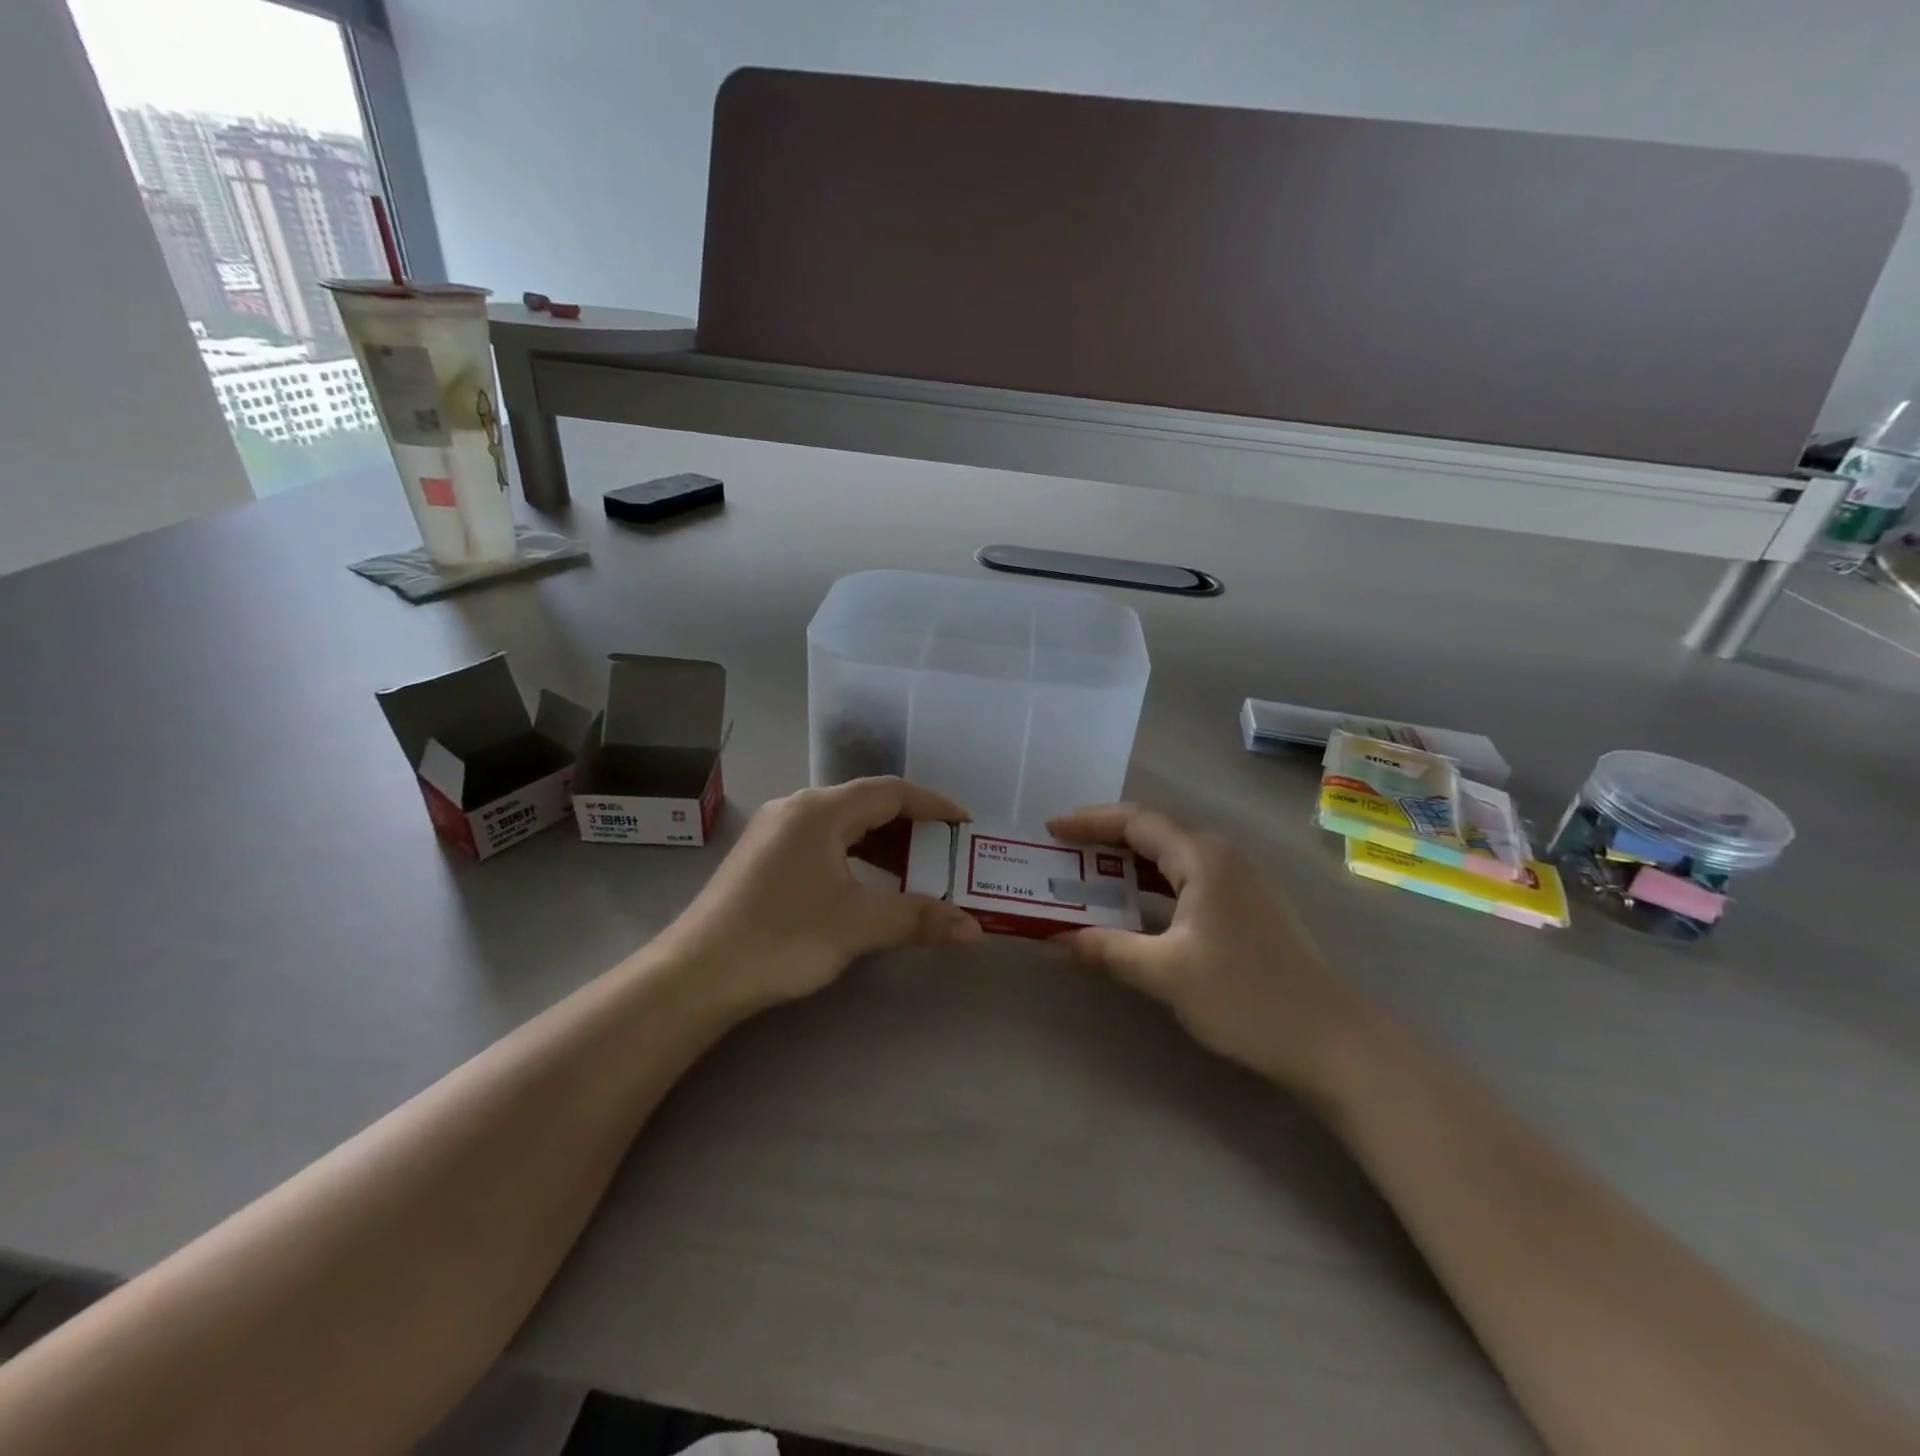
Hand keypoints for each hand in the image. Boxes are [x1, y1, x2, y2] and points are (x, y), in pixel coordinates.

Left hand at [656, 777, 981, 1015]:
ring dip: (883, 846)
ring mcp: (775, 832)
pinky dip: (855, 858)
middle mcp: (797, 808)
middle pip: (867, 805)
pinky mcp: (763, 858)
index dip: (934, 805)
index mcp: (821, 810)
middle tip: (945, 854)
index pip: (891, 792)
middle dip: (911, 829)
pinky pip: (823, 844)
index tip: (966, 825)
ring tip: (915, 873)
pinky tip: (867, 886)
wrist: (697, 974)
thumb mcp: (859, 925)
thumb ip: (919, 918)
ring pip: (843, 827)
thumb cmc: (783, 937)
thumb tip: (975, 930)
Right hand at [1048, 804, 1371, 1092]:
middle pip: (1153, 833)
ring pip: (1171, 858)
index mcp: (1203, 857)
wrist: (1331, 1041)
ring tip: (1086, 876)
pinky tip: (1133, 908)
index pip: (1136, 821)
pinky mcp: (1246, 908)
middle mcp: (1222, 857)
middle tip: (1062, 853)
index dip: (1089, 822)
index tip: (1051, 831)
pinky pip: (1187, 880)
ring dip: (1127, 865)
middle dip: (1104, 840)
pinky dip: (1151, 886)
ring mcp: (1239, 882)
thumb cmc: (1244, 996)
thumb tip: (1052, 940)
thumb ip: (1106, 950)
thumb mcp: (1165, 973)